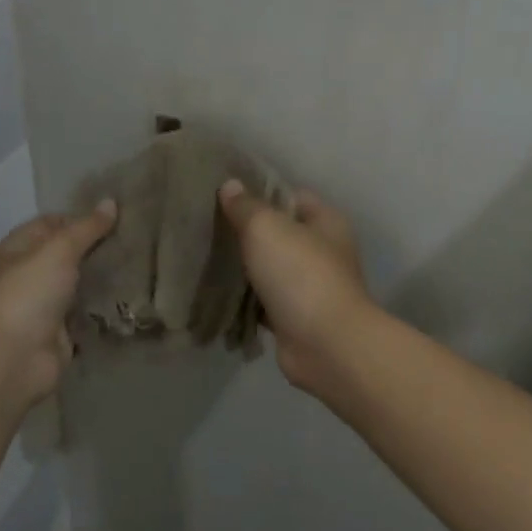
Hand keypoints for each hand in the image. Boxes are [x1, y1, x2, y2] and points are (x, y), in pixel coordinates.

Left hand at [0, 202, 116, 413]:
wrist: (11, 359)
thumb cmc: (27, 293)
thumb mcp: (58, 250)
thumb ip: (86, 228)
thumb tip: (110, 202)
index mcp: (15, 250)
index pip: (49, 224)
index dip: (79, 218)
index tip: (115, 217)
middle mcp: (25, 277)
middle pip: (64, 256)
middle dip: (95, 249)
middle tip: (134, 239)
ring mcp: (42, 308)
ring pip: (76, 286)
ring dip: (101, 279)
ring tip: (140, 265)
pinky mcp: (59, 336)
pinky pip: (84, 316)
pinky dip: (102, 309)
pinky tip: (131, 298)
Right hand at [217, 180, 373, 391]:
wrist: (325, 345)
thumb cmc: (301, 274)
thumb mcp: (267, 228)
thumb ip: (246, 206)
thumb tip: (230, 185)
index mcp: (326, 222)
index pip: (291, 196)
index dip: (260, 191)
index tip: (224, 193)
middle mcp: (323, 252)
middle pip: (280, 233)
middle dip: (247, 230)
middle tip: (207, 224)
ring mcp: (311, 287)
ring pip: (270, 268)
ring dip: (244, 267)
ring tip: (205, 255)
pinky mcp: (295, 318)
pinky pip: (264, 301)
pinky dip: (245, 299)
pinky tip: (216, 292)